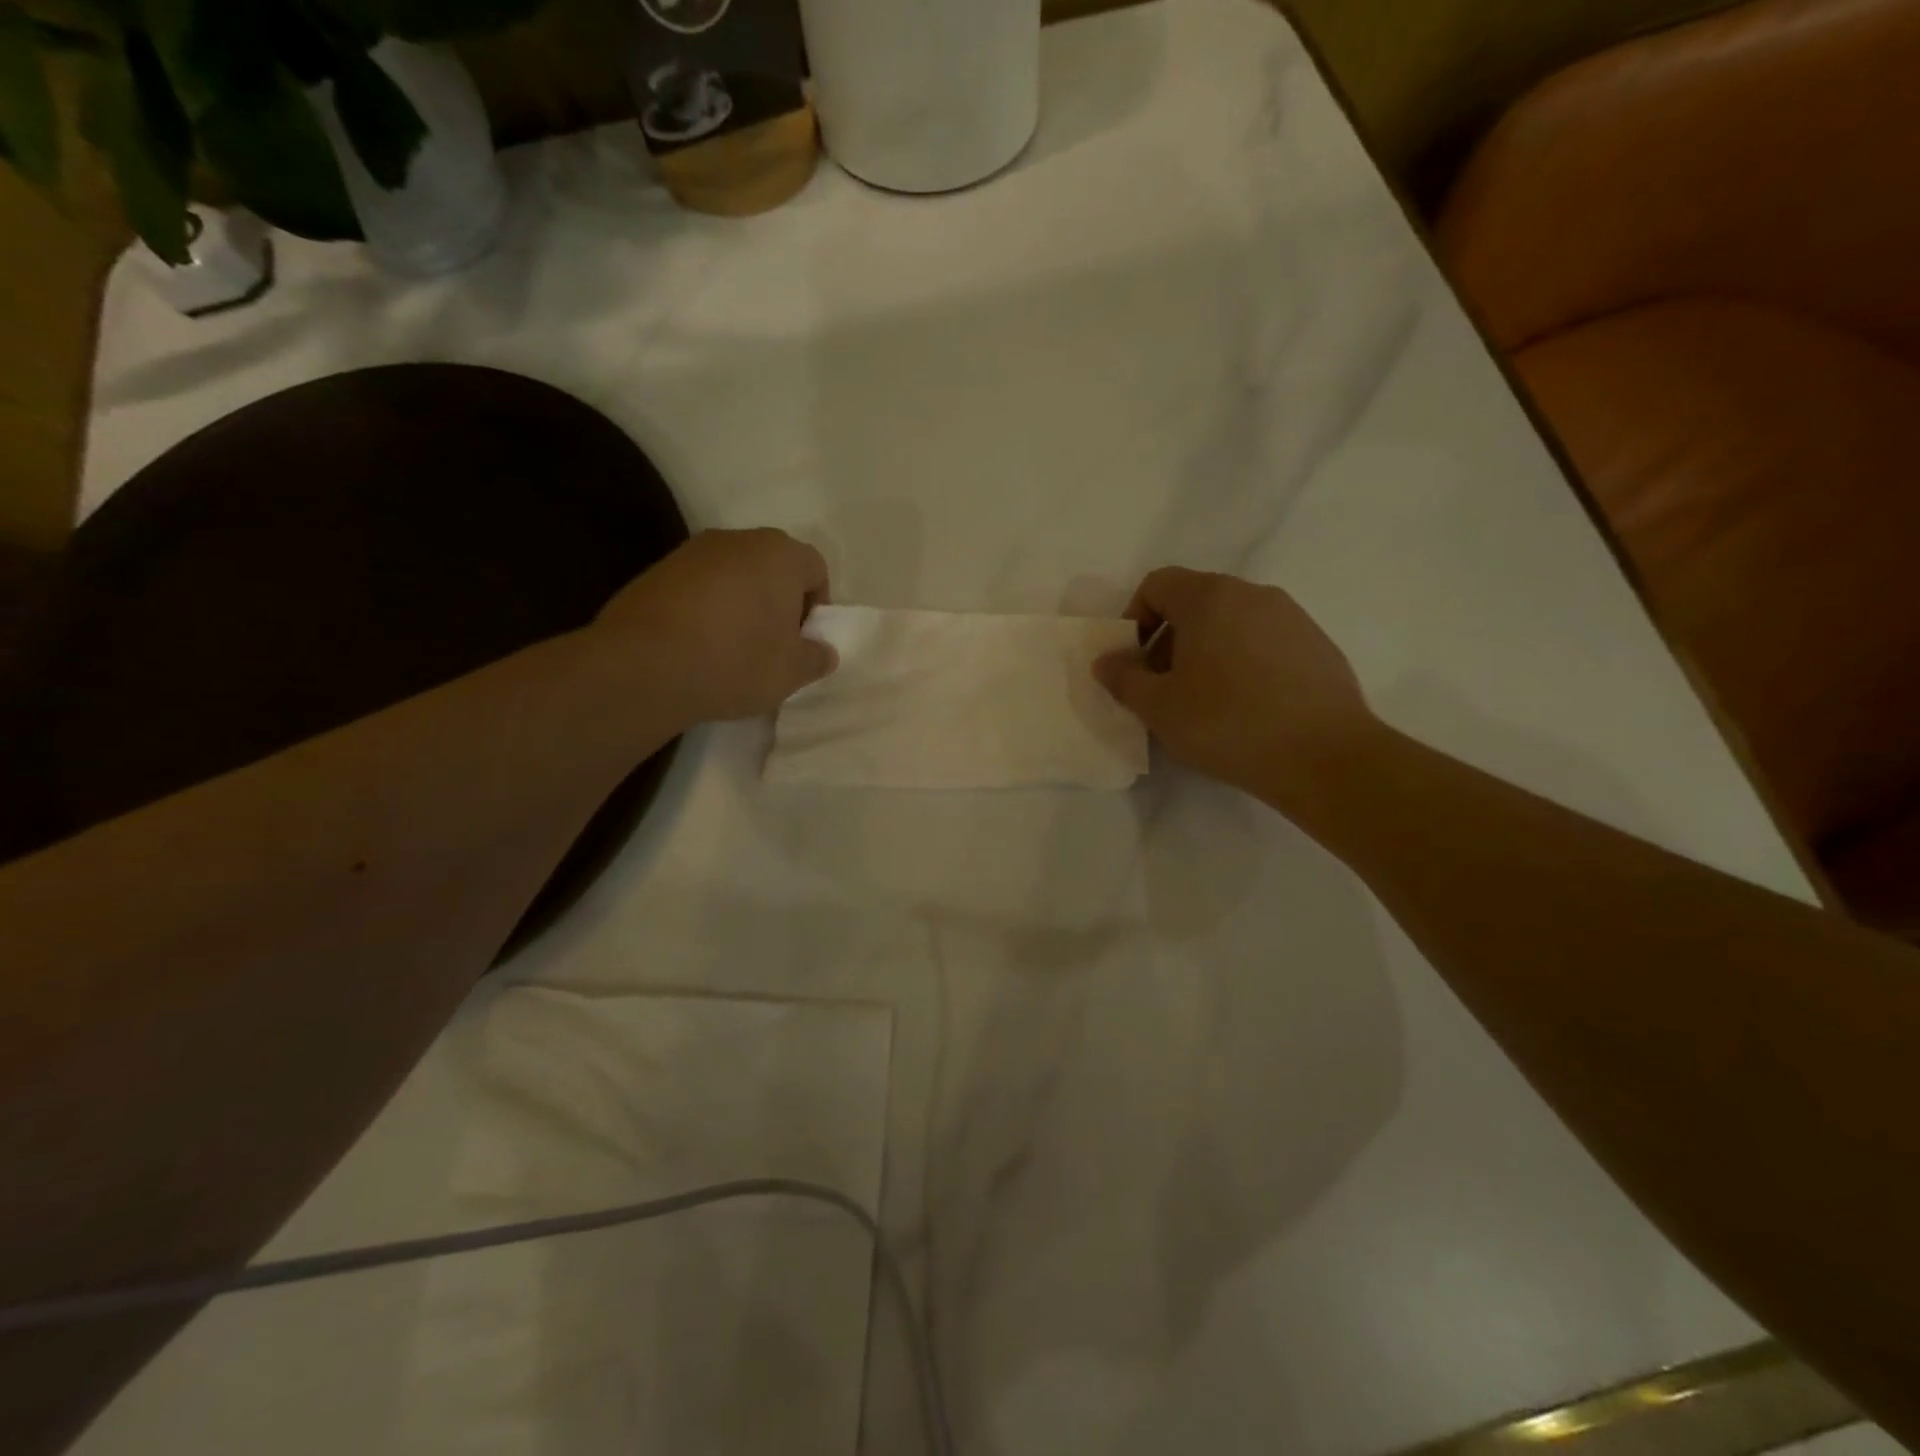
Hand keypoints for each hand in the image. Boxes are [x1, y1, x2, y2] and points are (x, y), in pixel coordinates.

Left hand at [597, 528, 836, 722]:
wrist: (644, 665)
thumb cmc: (736, 661)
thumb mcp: (792, 672)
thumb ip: (816, 657)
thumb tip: (823, 651)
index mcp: (781, 554)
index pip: (816, 569)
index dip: (816, 607)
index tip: (802, 641)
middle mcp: (738, 539)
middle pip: (773, 567)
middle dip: (778, 602)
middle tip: (772, 644)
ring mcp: (692, 551)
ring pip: (733, 575)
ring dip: (741, 605)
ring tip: (731, 648)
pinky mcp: (657, 570)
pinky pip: (698, 587)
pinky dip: (706, 609)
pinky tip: (697, 645)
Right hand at [1094, 567, 1374, 809]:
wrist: (1326, 758)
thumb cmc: (1228, 724)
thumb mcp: (1159, 708)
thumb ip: (1123, 678)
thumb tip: (1106, 661)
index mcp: (1210, 597)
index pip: (1157, 584)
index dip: (1133, 618)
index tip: (1133, 662)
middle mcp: (1253, 593)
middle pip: (1195, 602)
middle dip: (1167, 640)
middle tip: (1162, 687)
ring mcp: (1292, 617)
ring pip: (1231, 622)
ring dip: (1205, 652)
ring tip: (1203, 702)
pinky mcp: (1317, 645)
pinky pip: (1264, 642)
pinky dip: (1242, 663)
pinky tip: (1246, 708)